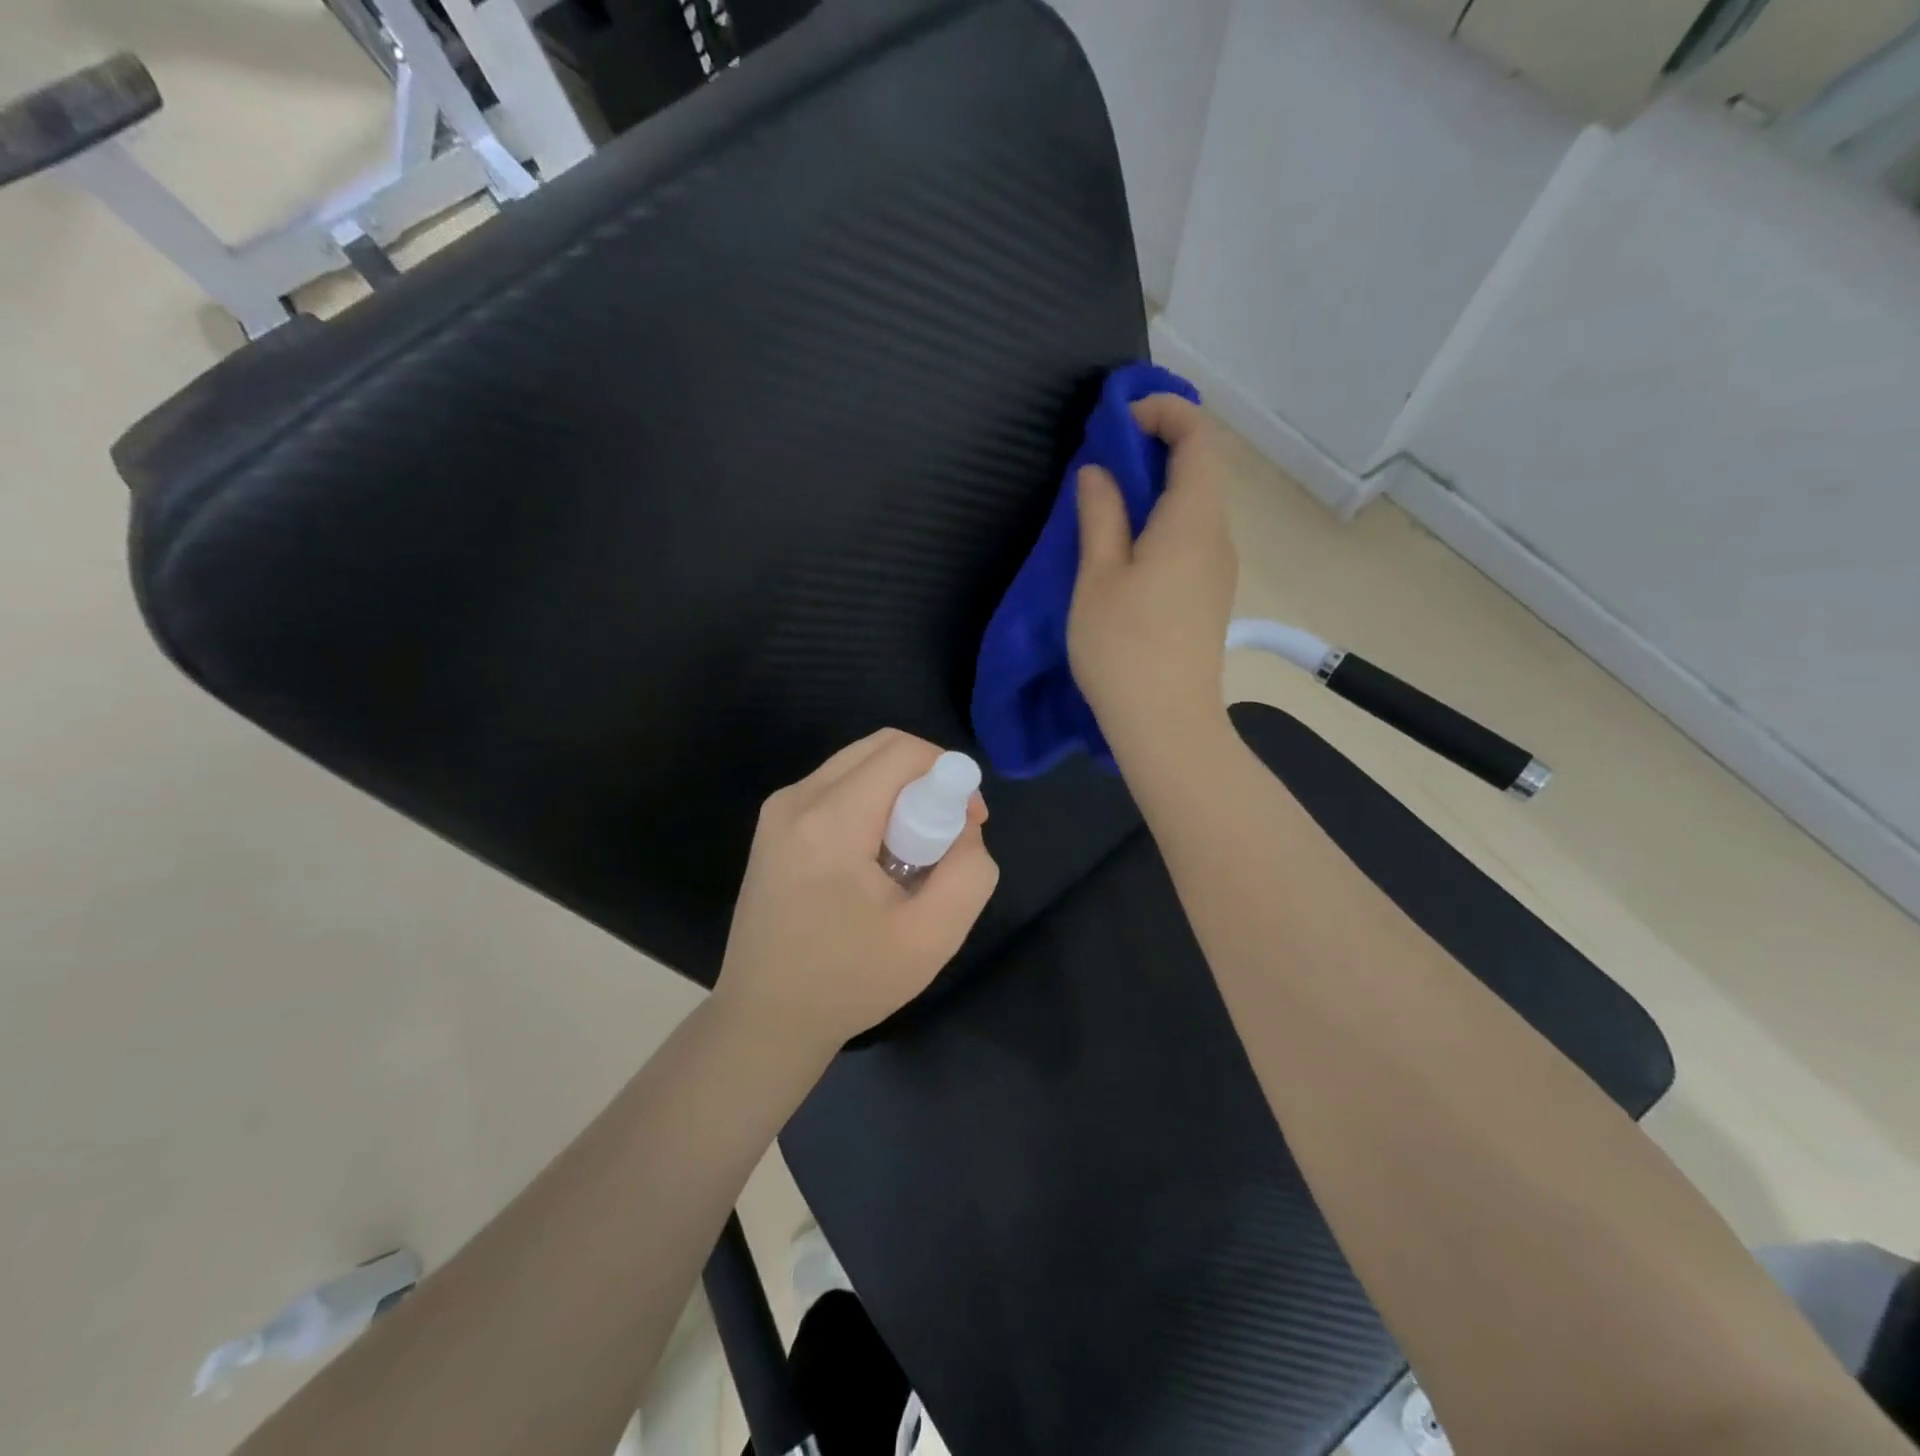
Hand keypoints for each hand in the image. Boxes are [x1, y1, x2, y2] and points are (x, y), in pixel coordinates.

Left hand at [715, 730, 998, 1050]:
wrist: (764, 1021)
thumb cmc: (849, 983)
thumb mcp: (932, 936)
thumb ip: (969, 870)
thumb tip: (963, 825)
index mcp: (829, 821)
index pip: (903, 752)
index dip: (949, 774)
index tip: (968, 824)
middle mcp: (796, 799)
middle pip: (880, 747)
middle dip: (926, 779)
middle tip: (944, 835)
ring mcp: (778, 811)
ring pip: (858, 765)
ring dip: (899, 793)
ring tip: (910, 854)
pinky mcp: (773, 826)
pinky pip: (837, 787)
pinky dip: (871, 805)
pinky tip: (875, 859)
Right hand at [1068, 394, 1237, 755]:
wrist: (1166, 724)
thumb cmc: (1124, 648)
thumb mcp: (1098, 577)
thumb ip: (1101, 515)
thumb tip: (1101, 472)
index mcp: (1193, 520)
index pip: (1198, 438)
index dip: (1164, 412)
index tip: (1116, 419)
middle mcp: (1218, 536)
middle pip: (1199, 469)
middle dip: (1154, 448)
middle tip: (1100, 461)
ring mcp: (1218, 568)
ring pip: (1194, 506)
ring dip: (1154, 489)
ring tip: (1105, 504)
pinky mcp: (1209, 595)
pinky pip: (1190, 538)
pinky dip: (1161, 522)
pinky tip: (1125, 549)